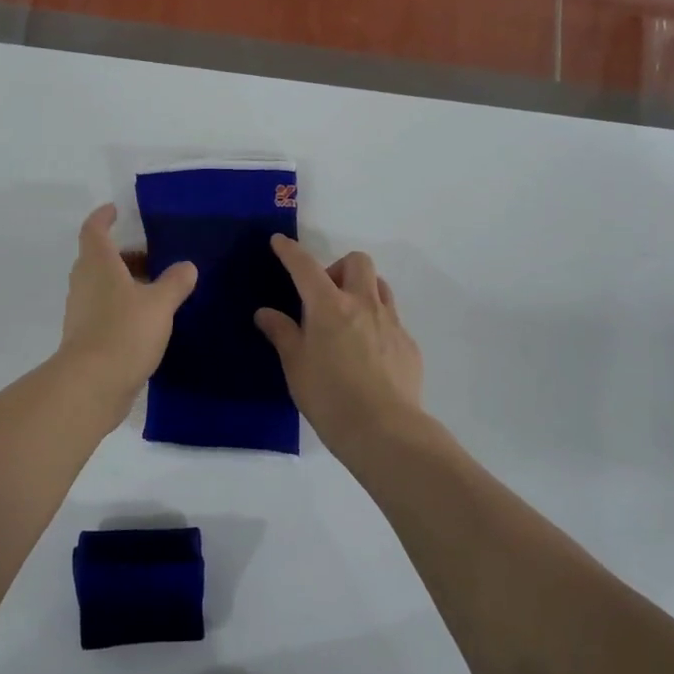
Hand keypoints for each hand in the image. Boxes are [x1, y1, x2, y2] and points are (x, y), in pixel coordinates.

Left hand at [56, 204, 197, 408]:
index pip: (94, 230)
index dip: (103, 217)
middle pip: (100, 258)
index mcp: (98, 264)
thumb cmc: (124, 332)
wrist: (92, 385)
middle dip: (125, 254)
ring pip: (103, 286)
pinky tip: (149, 320)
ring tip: (159, 288)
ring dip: (126, 282)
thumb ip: (175, 282)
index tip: (116, 210)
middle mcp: (85, 283)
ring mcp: (82, 311)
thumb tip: (186, 266)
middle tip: (155, 255)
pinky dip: (124, 307)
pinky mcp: (86, 337)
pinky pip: (105, 311)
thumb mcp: (160, 304)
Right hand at [255, 236, 424, 452]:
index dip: (290, 252)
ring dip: (362, 289)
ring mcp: (391, 322)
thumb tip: (265, 313)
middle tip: (324, 296)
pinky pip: (392, 318)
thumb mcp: (295, 366)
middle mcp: (363, 304)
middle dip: (338, 268)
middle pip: (357, 262)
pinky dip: (376, 322)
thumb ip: (282, 333)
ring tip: (347, 319)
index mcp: (329, 306)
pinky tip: (367, 353)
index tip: (280, 242)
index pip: (306, 267)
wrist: (384, 430)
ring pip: (380, 285)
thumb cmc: (328, 397)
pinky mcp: (408, 344)